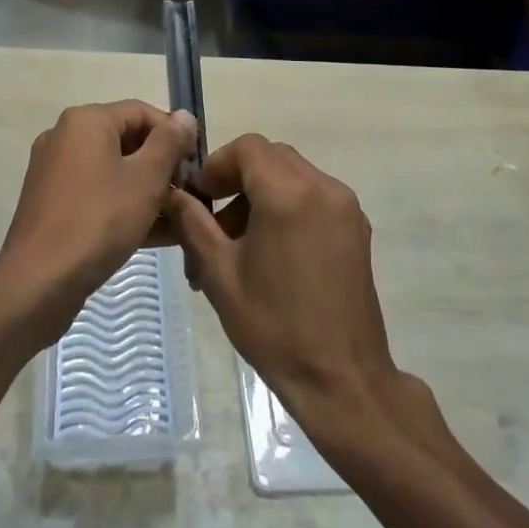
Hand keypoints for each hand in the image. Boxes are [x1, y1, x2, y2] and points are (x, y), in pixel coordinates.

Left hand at [0, 101, 197, 330]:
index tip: (196, 167)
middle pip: (127, 140)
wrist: (39, 281)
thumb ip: (169, 143)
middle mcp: (65, 137)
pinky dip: (123, 206)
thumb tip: (185, 116)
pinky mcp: (52, 204)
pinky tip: (154, 234)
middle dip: (162, 166)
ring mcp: (55, 171)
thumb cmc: (99, 220)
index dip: (175, 135)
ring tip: (178, 219)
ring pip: (113, 171)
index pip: (142, 112)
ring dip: (147, 190)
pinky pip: (97, 194)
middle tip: (188, 195)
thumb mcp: (146, 179)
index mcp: (86, 120)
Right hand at [164, 135, 405, 435]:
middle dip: (238, 177)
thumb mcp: (220, 274)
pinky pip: (315, 194)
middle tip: (216, 220)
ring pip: (294, 174)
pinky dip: (289, 204)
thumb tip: (171, 192)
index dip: (217, 164)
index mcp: (288, 194)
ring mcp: (345, 206)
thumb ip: (192, 223)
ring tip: (241, 243)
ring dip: (263, 191)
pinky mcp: (357, 227)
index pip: (247, 148)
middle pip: (271, 156)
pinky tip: (275, 250)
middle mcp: (323, 187)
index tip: (200, 197)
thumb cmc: (274, 327)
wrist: (342, 380)